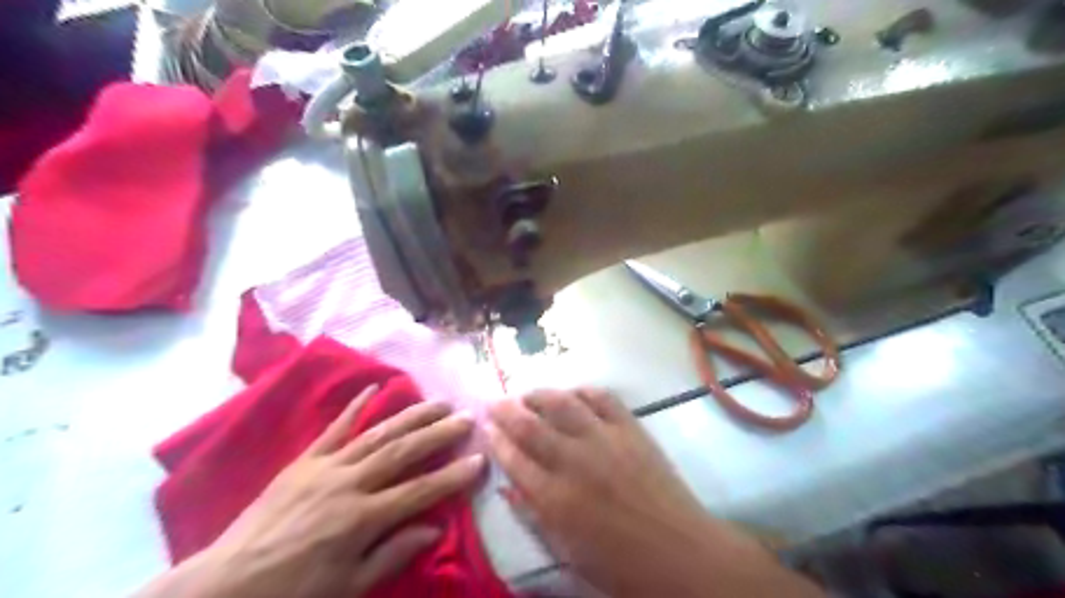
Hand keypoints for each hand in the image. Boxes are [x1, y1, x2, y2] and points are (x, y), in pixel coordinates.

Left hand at [139, 386, 484, 597]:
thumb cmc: (292, 594)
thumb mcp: (347, 588)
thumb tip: (434, 527)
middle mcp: (349, 484)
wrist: (223, 587)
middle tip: (467, 417)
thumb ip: (392, 554)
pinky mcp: (304, 460)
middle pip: (403, 452)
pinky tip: (375, 387)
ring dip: (411, 415)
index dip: (453, 476)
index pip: (419, 491)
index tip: (480, 459)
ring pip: (377, 434)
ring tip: (438, 402)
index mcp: (361, 519)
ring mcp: (325, 467)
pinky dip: (356, 406)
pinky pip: (334, 428)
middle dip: (439, 433)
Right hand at [487, 388, 816, 597]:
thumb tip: (510, 487)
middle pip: (530, 426)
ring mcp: (604, 440)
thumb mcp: (568, 552)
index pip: (514, 460)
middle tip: (495, 402)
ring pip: (563, 404)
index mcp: (555, 499)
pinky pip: (602, 398)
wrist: (680, 553)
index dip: (497, 441)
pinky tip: (574, 392)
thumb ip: (535, 515)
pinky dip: (583, 391)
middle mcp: (574, 462)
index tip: (487, 428)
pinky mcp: (630, 429)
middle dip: (506, 411)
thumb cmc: (620, 563)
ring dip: (540, 395)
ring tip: (528, 393)